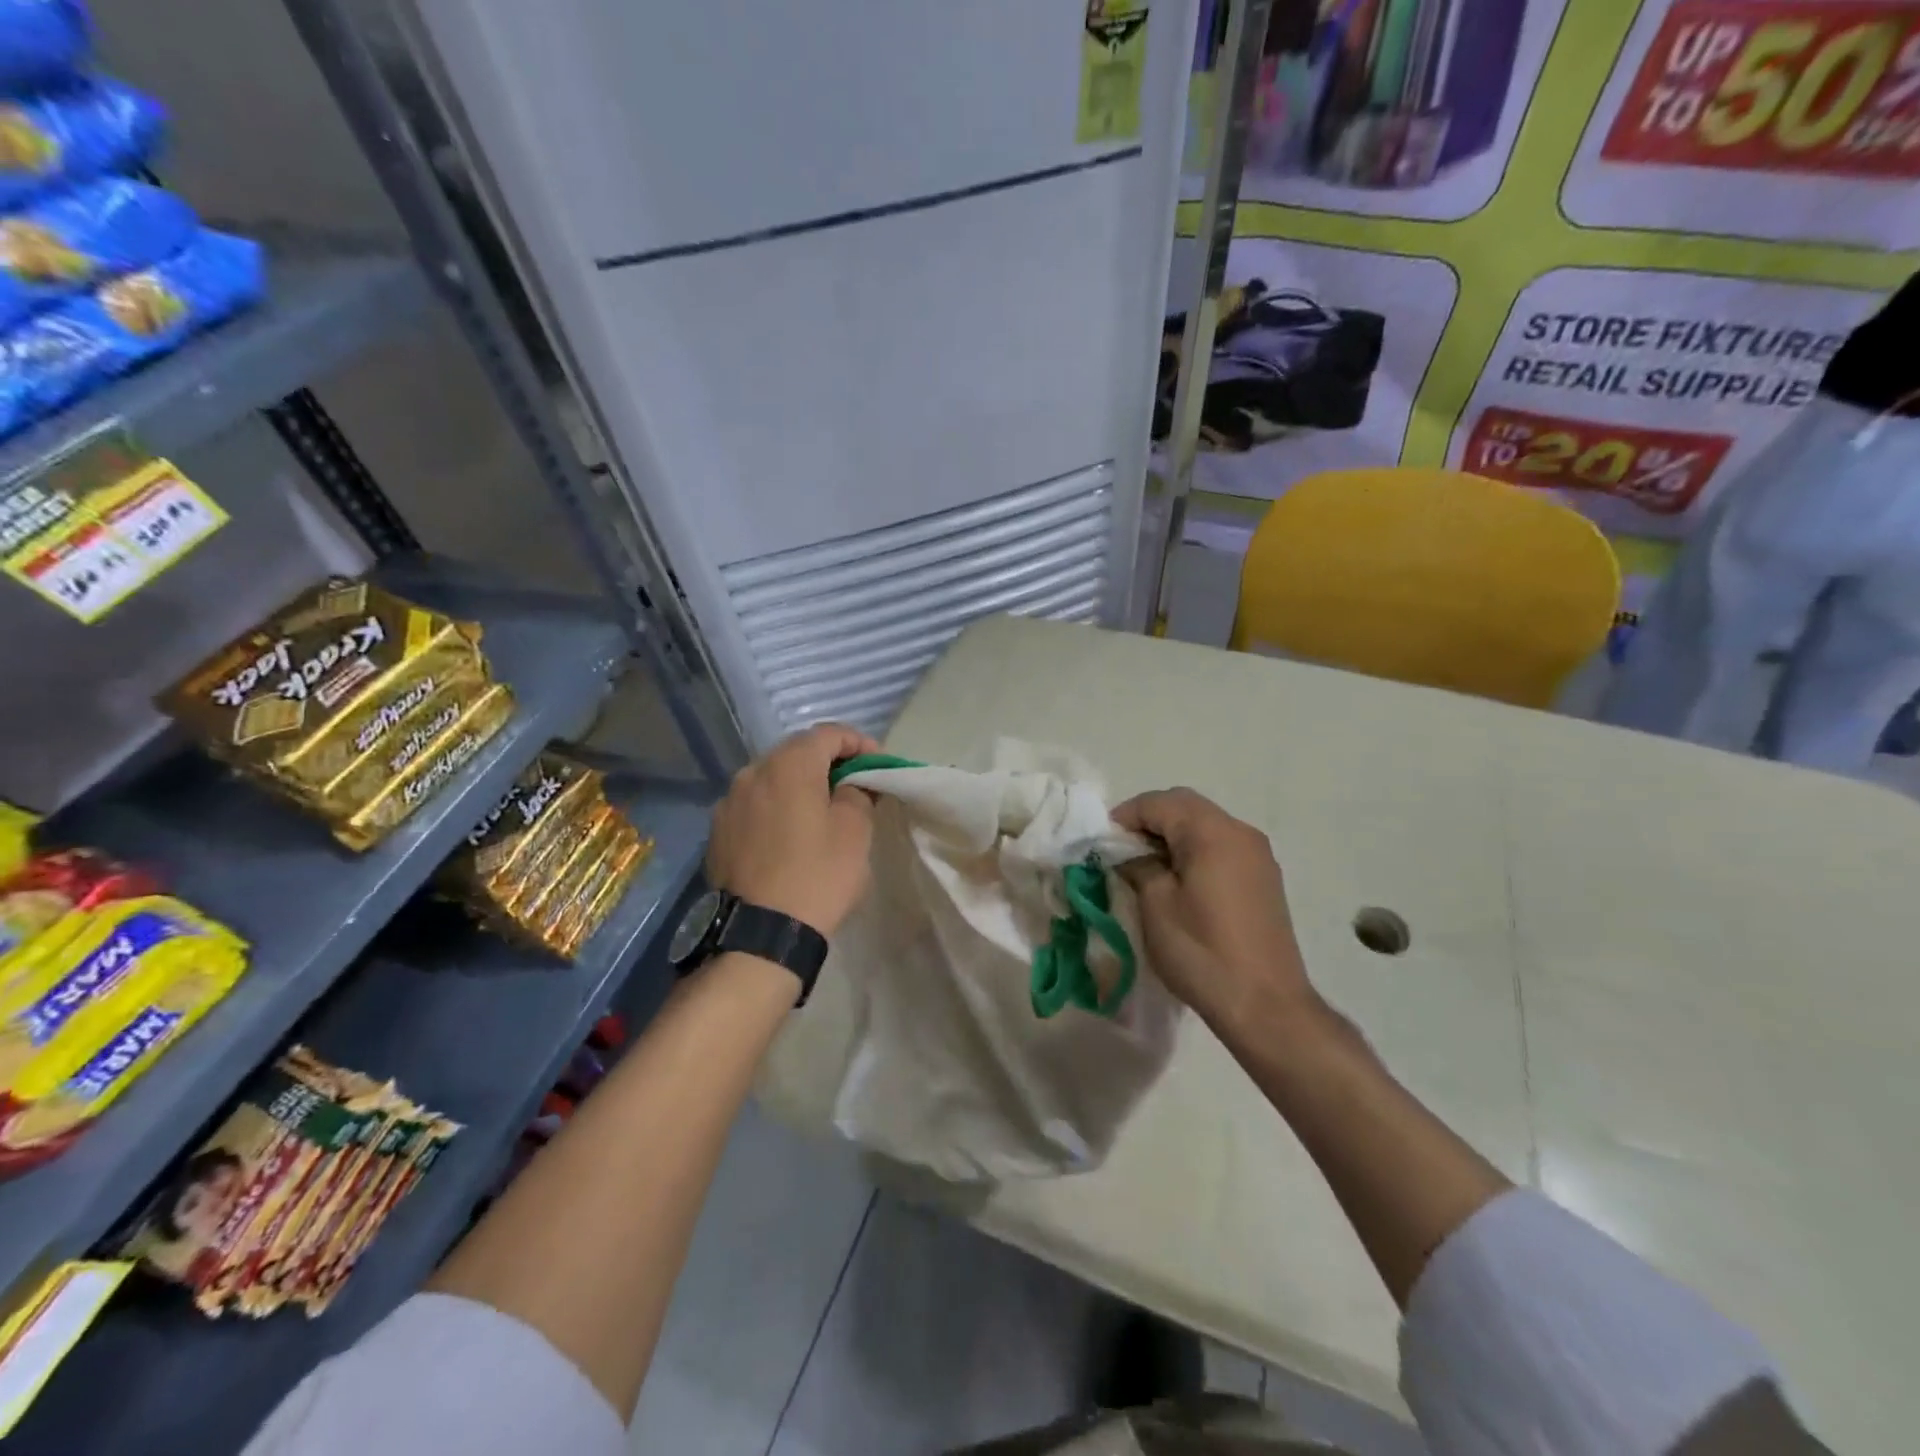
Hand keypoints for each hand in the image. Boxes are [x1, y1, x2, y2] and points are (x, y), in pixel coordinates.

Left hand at [707, 723, 880, 936]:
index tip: (879, 764)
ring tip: (823, 809)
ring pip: (773, 778)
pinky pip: (755, 805)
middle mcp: (752, 772)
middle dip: (829, 762)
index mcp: (788, 765)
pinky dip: (777, 807)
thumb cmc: (816, 877)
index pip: (828, 733)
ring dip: (801, 785)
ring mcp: (729, 802)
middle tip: (855, 784)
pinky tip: (791, 834)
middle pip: (796, 752)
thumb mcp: (855, 832)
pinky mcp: (718, 832)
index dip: (858, 743)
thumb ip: (857, 793)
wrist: (759, 935)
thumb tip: (851, 783)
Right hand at [1114, 787, 1316, 1032]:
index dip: (1124, 816)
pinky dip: (1194, 850)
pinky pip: (1221, 846)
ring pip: (1204, 824)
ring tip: (1146, 866)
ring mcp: (1257, 854)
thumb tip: (1129, 854)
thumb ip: (1138, 865)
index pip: (1158, 803)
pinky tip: (1178, 881)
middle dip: (1149, 820)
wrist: (1265, 1005)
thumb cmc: (1202, 951)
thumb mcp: (1155, 904)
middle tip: (1121, 851)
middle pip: (1185, 806)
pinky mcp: (1263, 877)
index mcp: (1212, 831)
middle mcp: (1240, 831)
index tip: (1101, 842)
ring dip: (1172, 835)